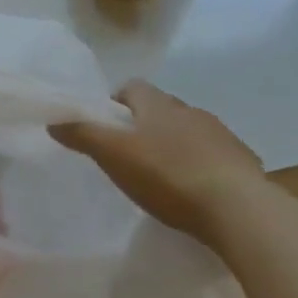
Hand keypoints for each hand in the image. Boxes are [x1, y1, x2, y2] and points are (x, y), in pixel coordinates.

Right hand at [50, 80, 264, 239]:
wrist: (240, 210)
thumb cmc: (168, 176)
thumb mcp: (114, 156)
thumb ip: (82, 135)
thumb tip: (53, 120)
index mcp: (158, 104)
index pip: (132, 87)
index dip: (115, 103)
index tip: (106, 125)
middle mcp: (191, 110)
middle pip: (161, 109)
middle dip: (144, 125)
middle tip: (129, 154)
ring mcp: (222, 135)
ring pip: (189, 132)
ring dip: (176, 146)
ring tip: (163, 176)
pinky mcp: (244, 163)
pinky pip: (215, 157)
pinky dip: (202, 167)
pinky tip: (195, 192)